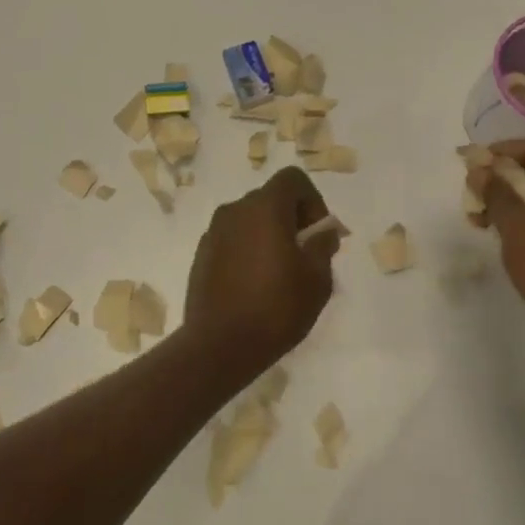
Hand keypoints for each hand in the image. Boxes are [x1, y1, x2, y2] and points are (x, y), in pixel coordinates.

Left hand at [184, 166, 338, 370]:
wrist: (219, 345)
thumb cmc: (276, 308)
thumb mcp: (317, 279)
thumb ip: (324, 246)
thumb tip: (323, 232)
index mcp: (264, 207)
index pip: (293, 179)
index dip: (313, 200)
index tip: (318, 234)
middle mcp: (234, 210)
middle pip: (270, 199)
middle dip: (292, 219)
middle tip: (306, 255)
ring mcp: (213, 232)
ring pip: (250, 220)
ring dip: (269, 235)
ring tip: (281, 273)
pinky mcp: (201, 255)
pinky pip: (233, 240)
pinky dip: (248, 250)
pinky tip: (255, 285)